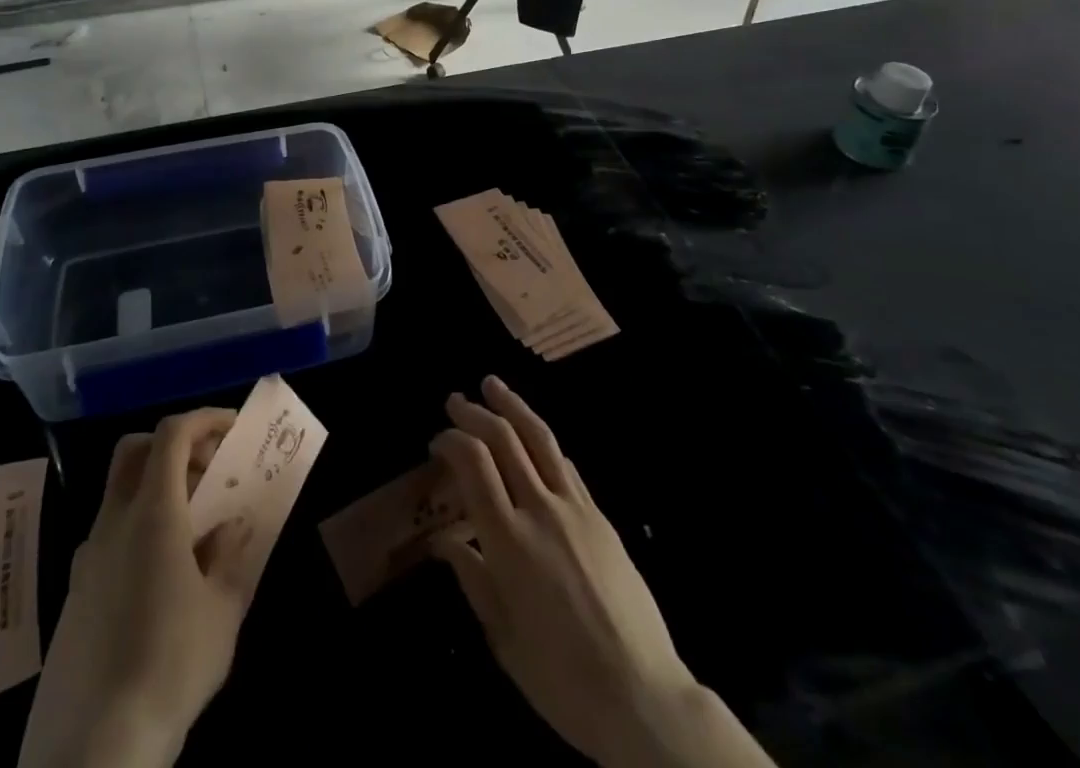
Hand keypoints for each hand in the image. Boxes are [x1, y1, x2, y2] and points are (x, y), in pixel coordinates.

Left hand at [20, 409, 256, 767]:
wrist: (90, 752)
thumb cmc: (169, 666)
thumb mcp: (222, 610)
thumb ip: (230, 555)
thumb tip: (232, 526)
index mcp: (151, 513)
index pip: (171, 434)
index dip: (204, 419)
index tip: (233, 428)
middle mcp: (113, 522)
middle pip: (135, 451)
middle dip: (175, 445)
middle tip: (209, 470)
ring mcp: (87, 558)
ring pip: (120, 493)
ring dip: (158, 488)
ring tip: (195, 529)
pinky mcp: (75, 595)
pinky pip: (111, 535)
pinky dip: (140, 527)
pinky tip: (163, 578)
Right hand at [429, 378, 773, 767]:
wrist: (642, 696)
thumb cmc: (561, 678)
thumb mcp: (502, 636)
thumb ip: (471, 578)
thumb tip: (442, 541)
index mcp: (508, 540)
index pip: (473, 462)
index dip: (451, 440)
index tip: (437, 441)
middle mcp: (540, 510)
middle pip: (504, 439)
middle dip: (476, 412)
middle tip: (455, 400)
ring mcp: (575, 508)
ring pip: (540, 438)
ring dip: (513, 405)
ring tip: (493, 384)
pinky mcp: (601, 517)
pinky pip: (566, 466)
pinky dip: (543, 442)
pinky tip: (535, 438)